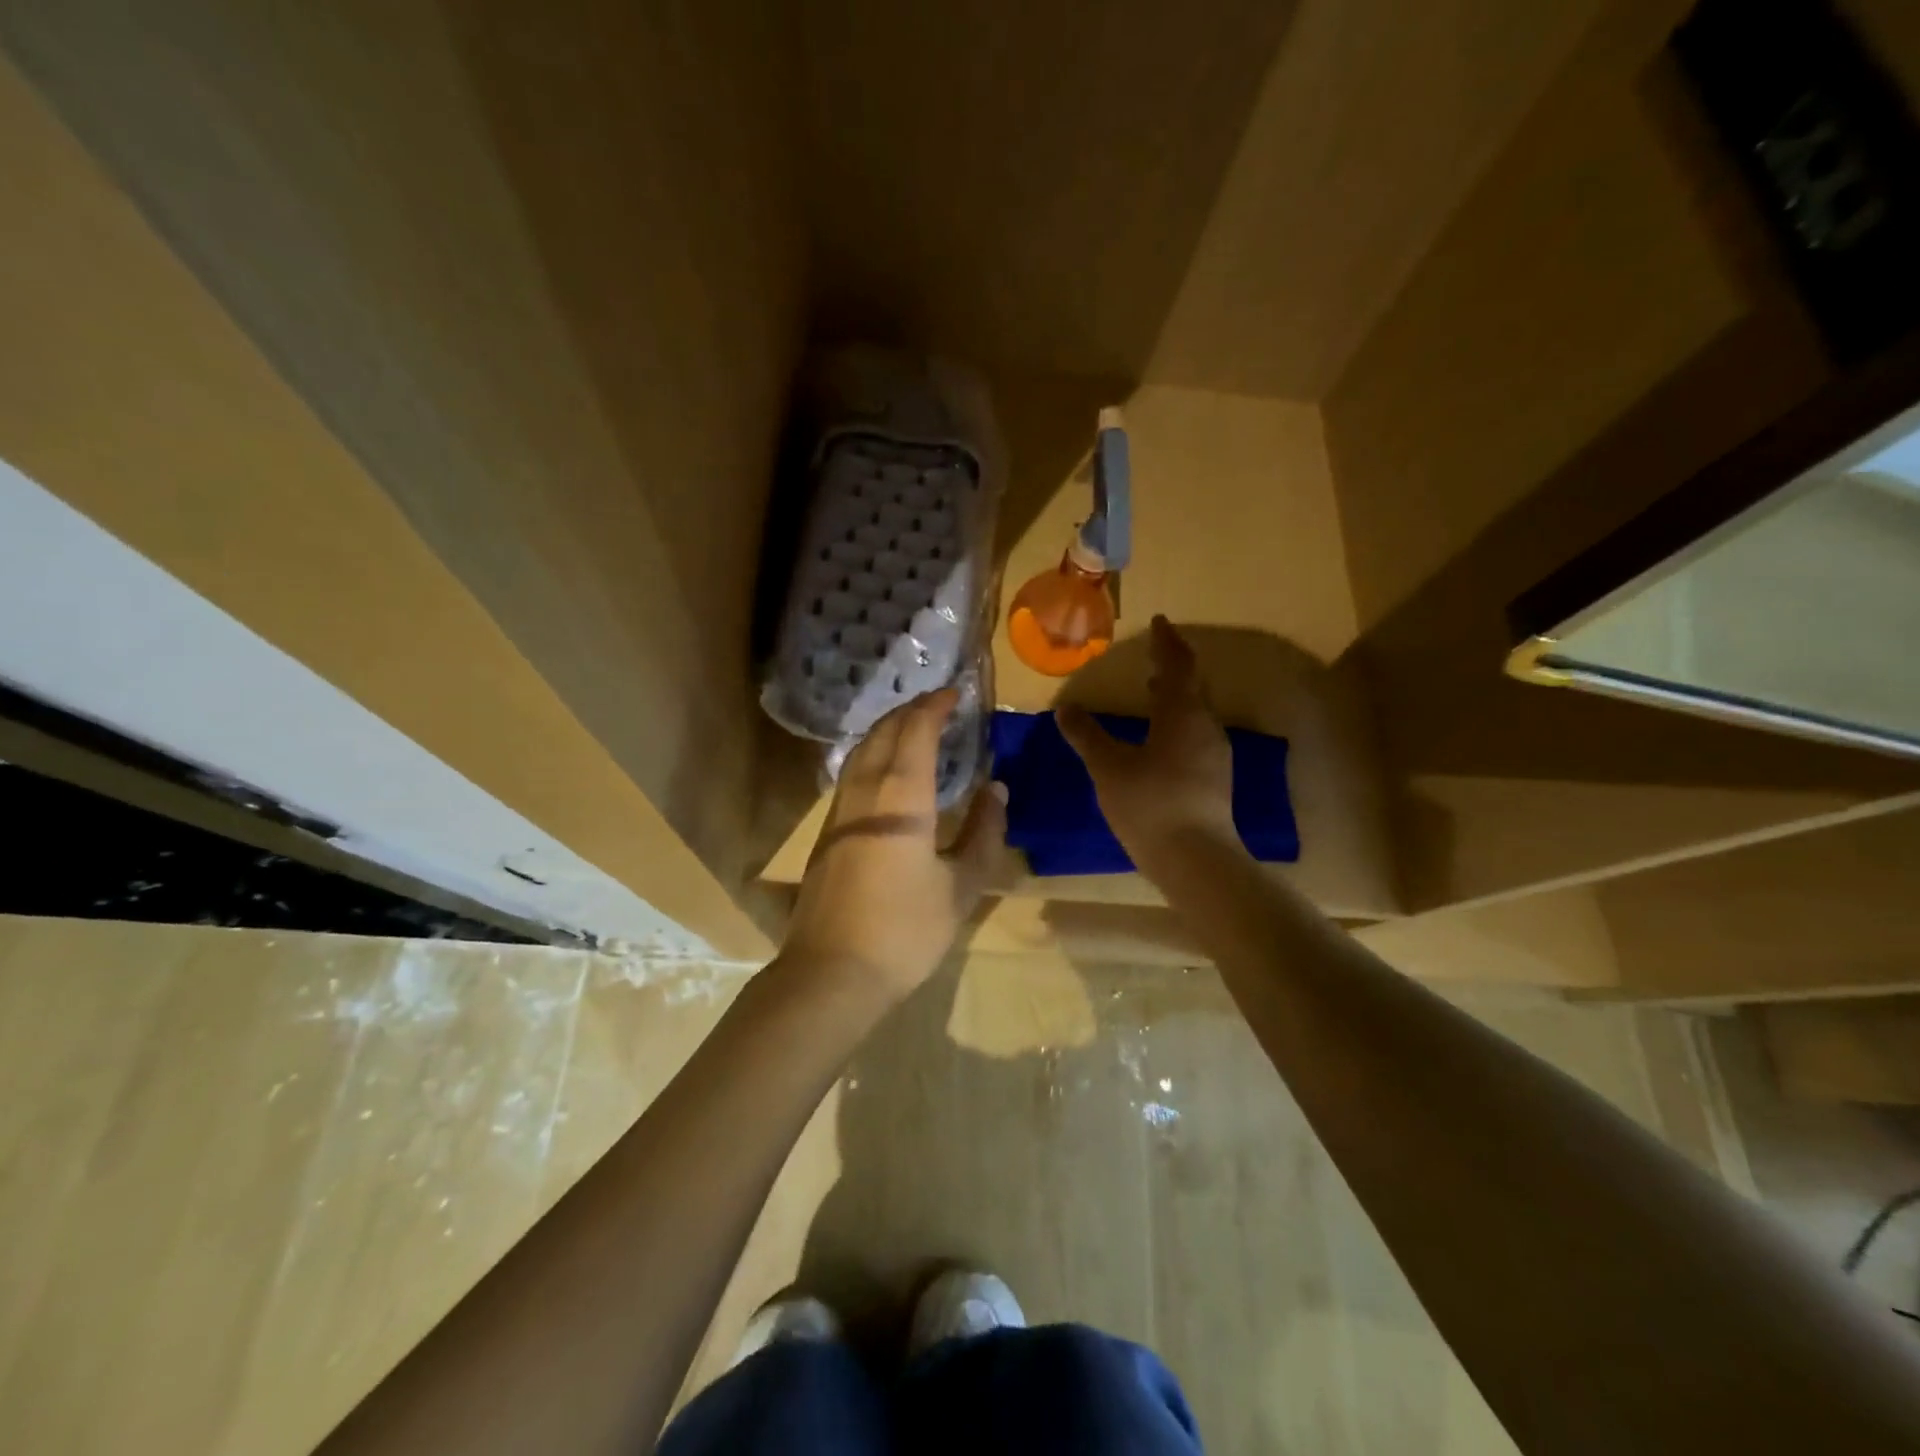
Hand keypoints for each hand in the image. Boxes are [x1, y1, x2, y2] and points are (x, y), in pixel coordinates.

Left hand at [782, 688, 1007, 1001]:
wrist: (833, 973)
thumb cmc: (906, 930)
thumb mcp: (961, 886)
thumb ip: (983, 833)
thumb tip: (996, 790)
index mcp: (901, 798)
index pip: (916, 733)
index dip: (935, 708)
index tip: (954, 693)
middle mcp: (864, 793)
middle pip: (882, 734)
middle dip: (909, 711)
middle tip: (936, 704)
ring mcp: (838, 812)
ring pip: (861, 752)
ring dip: (887, 731)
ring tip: (911, 728)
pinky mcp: (826, 834)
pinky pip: (852, 775)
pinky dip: (872, 756)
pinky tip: (885, 773)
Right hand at [1056, 616, 1238, 869]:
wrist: (1195, 859)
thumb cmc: (1149, 803)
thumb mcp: (1108, 767)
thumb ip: (1086, 735)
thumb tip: (1065, 708)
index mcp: (1182, 714)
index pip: (1177, 665)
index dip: (1166, 642)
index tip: (1159, 623)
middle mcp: (1205, 727)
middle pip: (1192, 687)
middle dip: (1173, 668)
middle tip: (1155, 656)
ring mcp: (1215, 755)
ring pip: (1196, 713)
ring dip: (1175, 698)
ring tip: (1153, 694)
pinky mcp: (1215, 780)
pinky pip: (1195, 736)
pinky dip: (1177, 724)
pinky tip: (1160, 741)